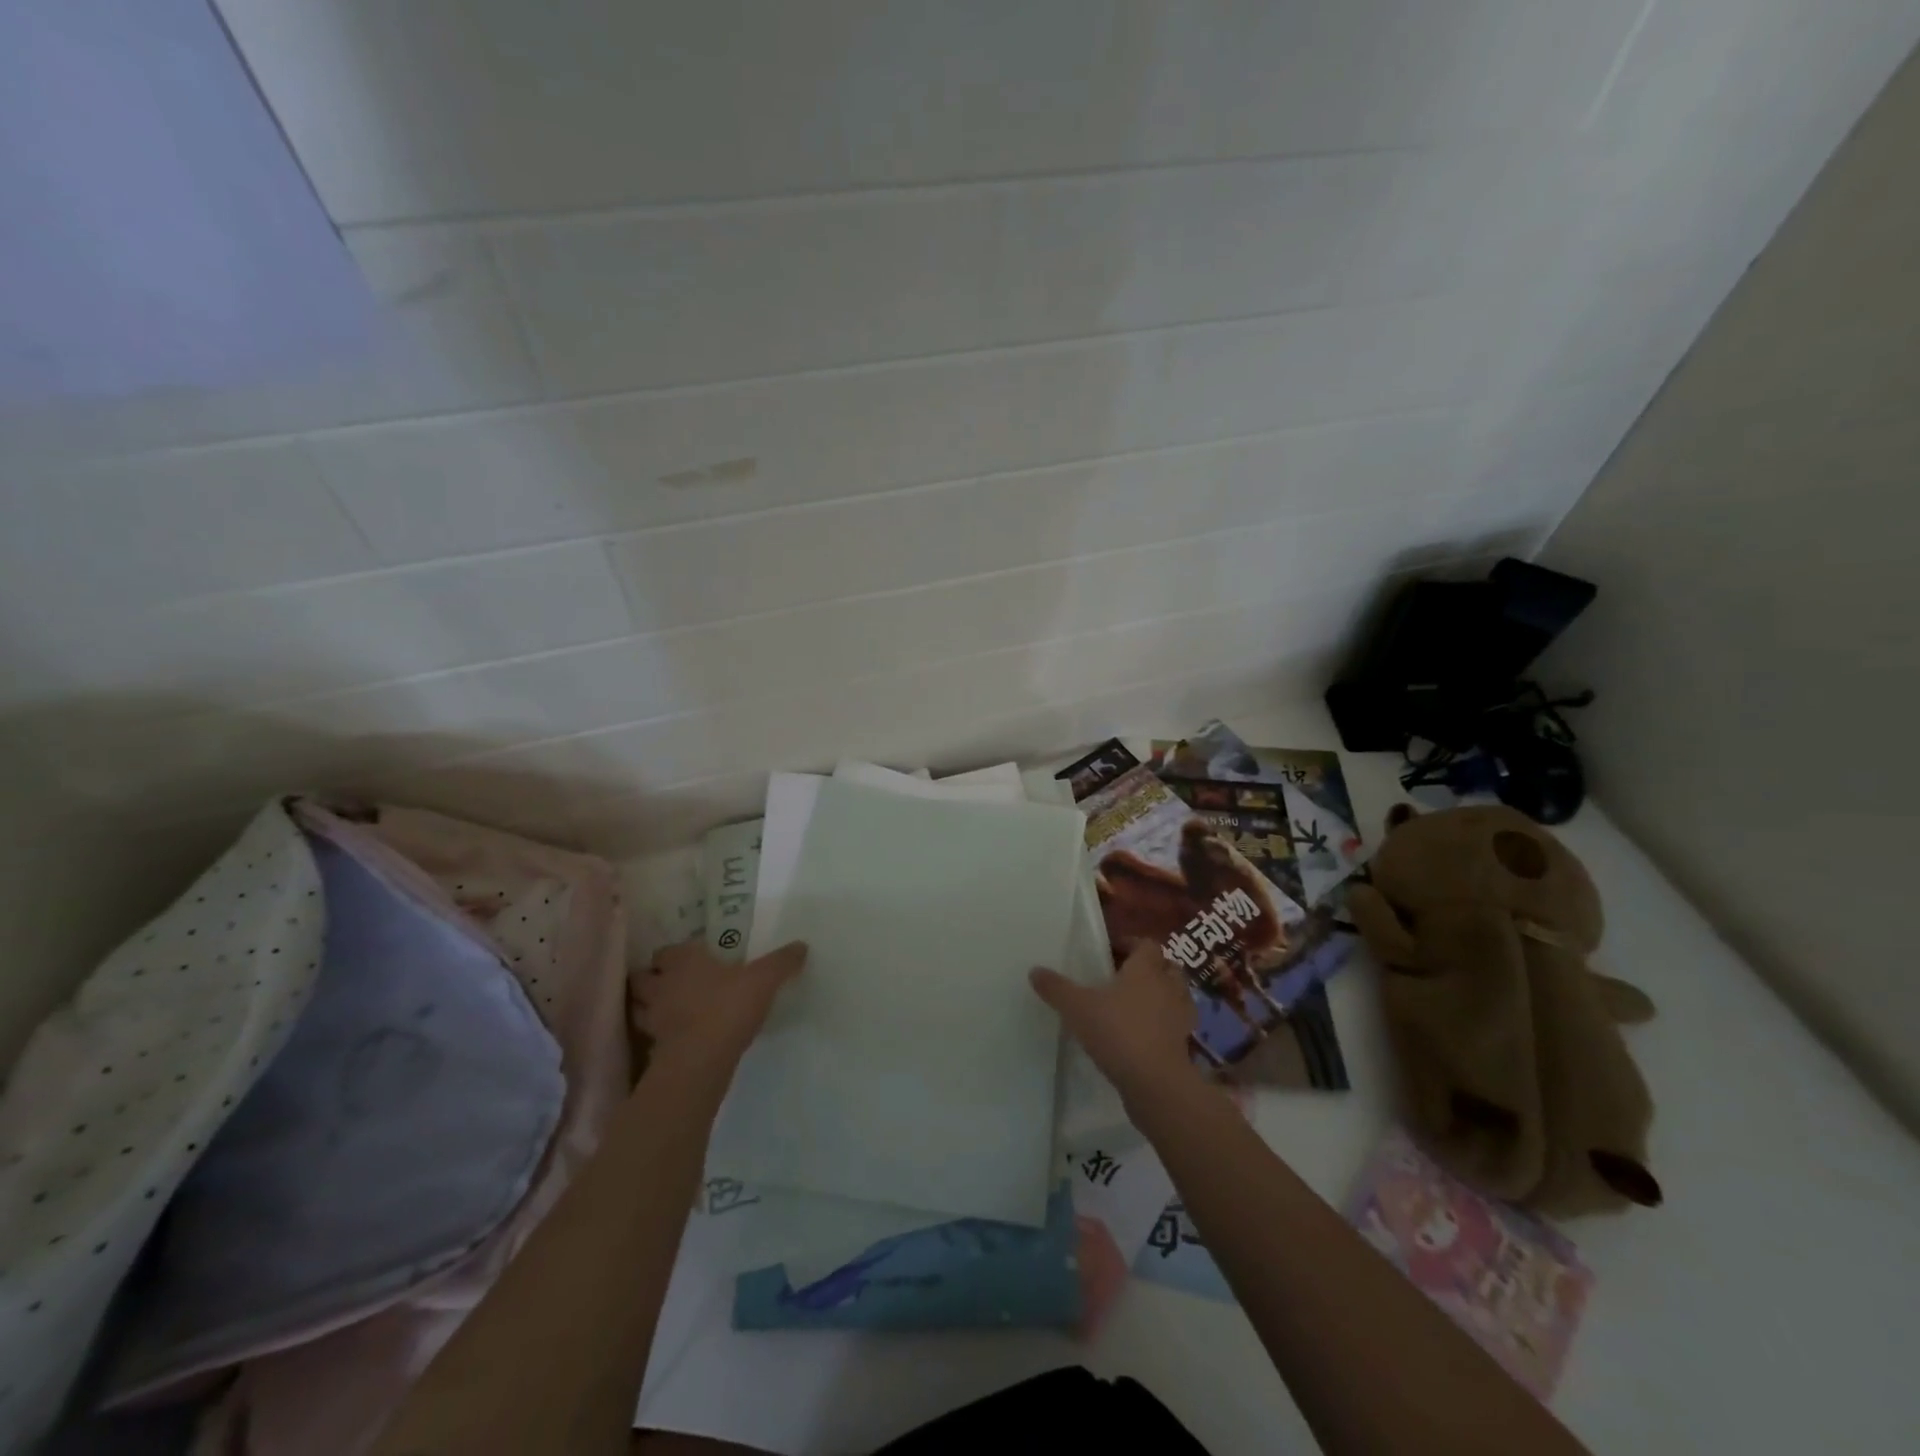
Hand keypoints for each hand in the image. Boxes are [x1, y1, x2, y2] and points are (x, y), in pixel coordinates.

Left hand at [630, 939, 807, 1078]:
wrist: (702, 1059)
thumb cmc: (729, 1006)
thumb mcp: (765, 979)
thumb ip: (782, 962)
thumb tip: (801, 946)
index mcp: (683, 962)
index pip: (667, 951)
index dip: (675, 954)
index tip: (691, 958)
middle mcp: (662, 986)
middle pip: (643, 977)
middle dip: (653, 978)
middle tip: (672, 982)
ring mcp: (653, 1019)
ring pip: (640, 1006)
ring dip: (649, 1006)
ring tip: (669, 1010)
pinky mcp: (653, 1049)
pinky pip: (650, 1037)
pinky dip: (658, 1036)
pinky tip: (675, 1039)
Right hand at [1030, 942, 1201, 1107]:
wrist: (1155, 1082)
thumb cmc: (1117, 1032)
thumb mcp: (1077, 1007)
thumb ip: (1056, 988)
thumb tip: (1035, 970)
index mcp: (1146, 969)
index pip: (1147, 944)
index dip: (1132, 944)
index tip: (1111, 952)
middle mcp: (1168, 987)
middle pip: (1167, 967)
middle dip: (1150, 968)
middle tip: (1123, 977)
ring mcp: (1180, 1016)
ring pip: (1175, 995)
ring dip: (1160, 996)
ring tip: (1134, 1006)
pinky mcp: (1184, 1044)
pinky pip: (1175, 1024)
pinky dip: (1163, 1025)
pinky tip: (1143, 1034)